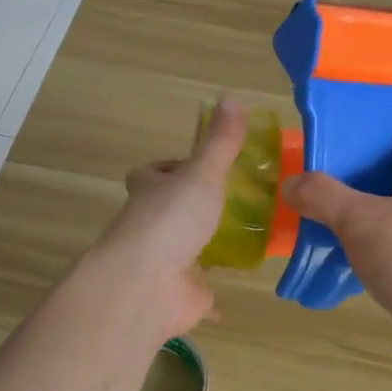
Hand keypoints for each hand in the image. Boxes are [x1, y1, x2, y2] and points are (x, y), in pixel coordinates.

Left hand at [90, 98, 248, 339]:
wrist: (146, 286)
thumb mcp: (201, 174)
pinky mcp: (178, 294)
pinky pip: (198, 288)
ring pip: (183, 249)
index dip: (172, 168)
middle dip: (192, 208)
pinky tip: (236, 286)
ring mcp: (163, 262)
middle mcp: (151, 225)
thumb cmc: (170, 220)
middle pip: (168, 211)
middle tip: (233, 201)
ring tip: (245, 237)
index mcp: (150, 192)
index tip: (201, 167)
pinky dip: (211, 291)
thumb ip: (219, 143)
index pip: (153, 173)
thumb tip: (232, 96)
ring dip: (204, 246)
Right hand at [282, 123, 391, 375]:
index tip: (352, 139)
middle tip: (329, 184)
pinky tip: (355, 262)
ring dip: (372, 216)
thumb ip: (322, 197)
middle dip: (368, 177)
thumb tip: (292, 183)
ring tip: (334, 224)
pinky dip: (381, 248)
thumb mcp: (360, 222)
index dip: (386, 131)